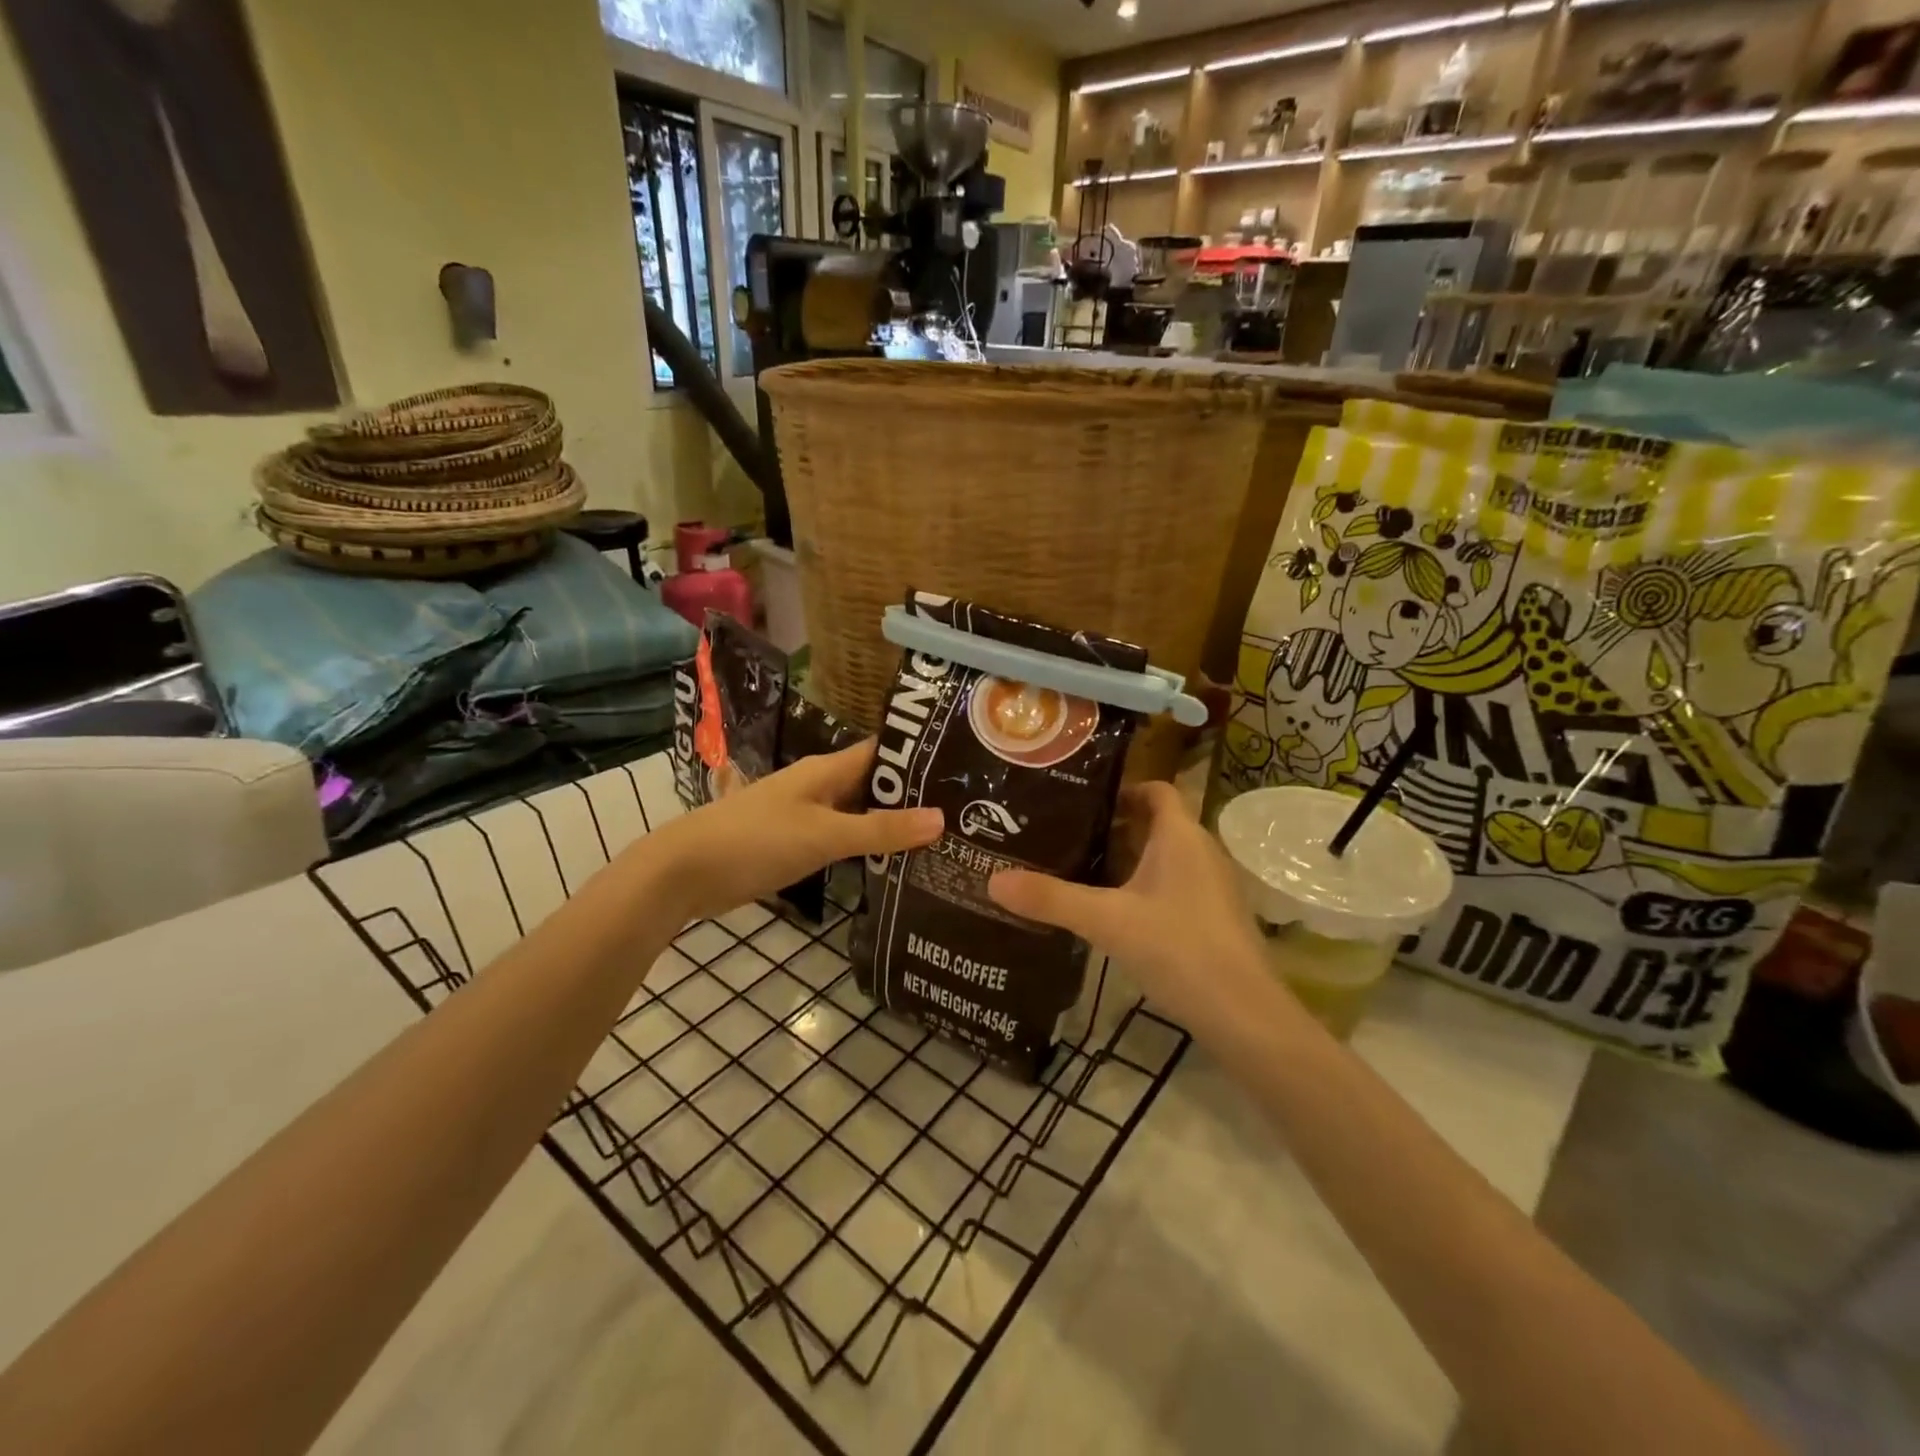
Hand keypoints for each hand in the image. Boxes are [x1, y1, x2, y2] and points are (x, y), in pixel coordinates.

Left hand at [642, 741, 941, 922]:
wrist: (684, 872)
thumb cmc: (756, 840)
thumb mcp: (825, 835)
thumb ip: (881, 830)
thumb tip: (942, 819)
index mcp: (827, 770)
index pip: (882, 752)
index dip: (919, 756)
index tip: (962, 769)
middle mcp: (819, 786)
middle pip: (873, 784)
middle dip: (912, 795)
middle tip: (963, 812)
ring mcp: (805, 815)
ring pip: (858, 813)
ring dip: (890, 823)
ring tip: (941, 838)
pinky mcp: (794, 844)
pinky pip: (841, 838)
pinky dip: (865, 847)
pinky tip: (894, 864)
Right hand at [986, 781, 1278, 1038]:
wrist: (1245, 1016)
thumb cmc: (1180, 950)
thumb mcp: (1107, 922)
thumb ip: (1051, 900)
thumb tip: (992, 880)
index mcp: (1181, 836)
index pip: (1156, 790)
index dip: (1122, 788)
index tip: (1080, 798)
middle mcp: (1201, 852)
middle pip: (1155, 824)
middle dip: (1112, 827)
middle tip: (1063, 834)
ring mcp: (1211, 887)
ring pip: (1163, 858)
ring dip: (1126, 860)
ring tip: (1077, 870)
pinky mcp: (1213, 919)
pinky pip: (1172, 886)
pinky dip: (1142, 889)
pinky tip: (1112, 913)